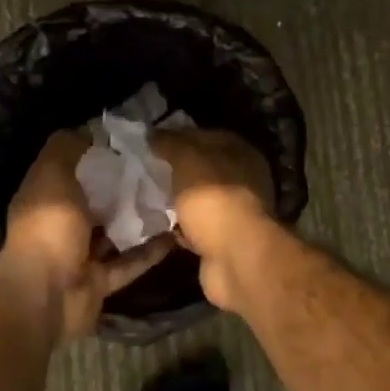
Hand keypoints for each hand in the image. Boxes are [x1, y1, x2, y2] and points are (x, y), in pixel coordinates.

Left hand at [0, 131, 172, 340]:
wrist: (46, 297)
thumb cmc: (49, 227)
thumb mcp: (53, 174)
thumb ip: (67, 147)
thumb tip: (89, 128)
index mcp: (46, 195)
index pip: (73, 167)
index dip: (98, 153)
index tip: (132, 140)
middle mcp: (61, 223)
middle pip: (97, 199)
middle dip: (124, 186)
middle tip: (161, 168)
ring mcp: (80, 255)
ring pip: (115, 231)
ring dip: (139, 218)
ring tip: (174, 198)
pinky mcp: (100, 281)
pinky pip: (129, 262)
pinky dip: (149, 251)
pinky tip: (175, 235)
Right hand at [153, 130, 276, 310]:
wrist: (236, 258)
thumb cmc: (213, 198)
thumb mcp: (188, 159)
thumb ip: (171, 143)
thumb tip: (153, 133)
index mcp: (241, 153)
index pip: (207, 136)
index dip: (180, 136)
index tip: (153, 142)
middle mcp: (244, 180)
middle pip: (204, 169)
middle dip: (177, 170)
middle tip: (145, 170)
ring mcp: (235, 212)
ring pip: (200, 199)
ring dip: (178, 200)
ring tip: (147, 196)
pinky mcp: (224, 241)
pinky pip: (197, 227)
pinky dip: (181, 227)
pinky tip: (158, 224)